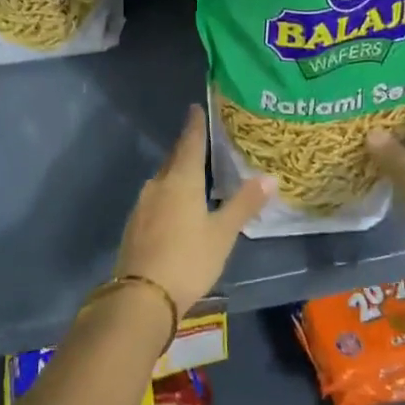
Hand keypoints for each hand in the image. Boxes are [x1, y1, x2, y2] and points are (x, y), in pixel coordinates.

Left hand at [117, 105, 272, 315]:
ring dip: (176, 172)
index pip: (190, 143)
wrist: (142, 296)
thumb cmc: (188, 259)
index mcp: (181, 181)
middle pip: (174, 159)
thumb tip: (269, 177)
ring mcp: (142, 205)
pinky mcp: (134, 224)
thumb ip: (244, 204)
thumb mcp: (222, 233)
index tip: (195, 108)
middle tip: (200, 140)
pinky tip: (175, 205)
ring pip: (162, 179)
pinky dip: (167, 193)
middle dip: (186, 148)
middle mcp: (158, 185)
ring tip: (192, 173)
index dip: (195, 126)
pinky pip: (155, 198)